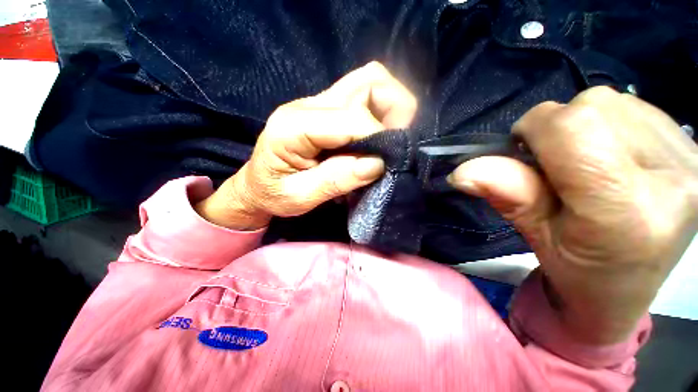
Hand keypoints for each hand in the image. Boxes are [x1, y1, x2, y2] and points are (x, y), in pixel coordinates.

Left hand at [195, 62, 416, 229]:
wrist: (257, 185)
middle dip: (395, 109)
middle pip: (367, 82)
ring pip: (368, 82)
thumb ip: (336, 179)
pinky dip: (380, 111)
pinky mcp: (326, 109)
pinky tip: (377, 135)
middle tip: (397, 142)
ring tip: (390, 138)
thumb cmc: (274, 194)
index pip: (352, 118)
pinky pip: (362, 96)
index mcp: (294, 126)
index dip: (379, 137)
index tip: (388, 162)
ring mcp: (317, 102)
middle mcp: (307, 104)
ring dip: (390, 107)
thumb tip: (377, 163)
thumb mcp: (300, 197)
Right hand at [448, 87, 697, 343]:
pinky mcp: (692, 146)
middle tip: (556, 166)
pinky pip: (634, 107)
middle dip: (557, 127)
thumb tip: (461, 171)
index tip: (523, 153)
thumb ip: (503, 194)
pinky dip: (608, 124)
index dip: (533, 130)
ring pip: (613, 100)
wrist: (632, 287)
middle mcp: (673, 178)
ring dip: (583, 125)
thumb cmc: (578, 269)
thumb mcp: (534, 235)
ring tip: (586, 162)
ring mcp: (690, 157)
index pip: (573, 128)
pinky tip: (613, 156)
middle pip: (594, 106)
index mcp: (627, 212)